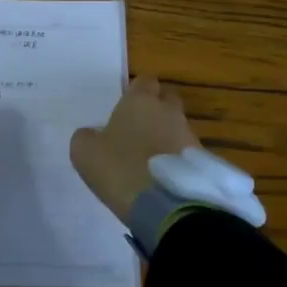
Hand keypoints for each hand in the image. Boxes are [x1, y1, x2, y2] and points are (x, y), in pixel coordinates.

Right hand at [70, 76, 200, 225]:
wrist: (166, 205)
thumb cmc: (120, 168)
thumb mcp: (85, 152)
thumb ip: (87, 136)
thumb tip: (94, 135)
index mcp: (140, 101)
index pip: (144, 81)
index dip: (136, 92)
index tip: (125, 108)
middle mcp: (168, 111)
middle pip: (166, 99)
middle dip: (155, 109)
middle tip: (138, 129)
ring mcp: (188, 135)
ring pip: (176, 126)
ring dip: (165, 136)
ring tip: (149, 158)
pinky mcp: (201, 160)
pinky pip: (185, 151)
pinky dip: (175, 159)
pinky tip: (162, 176)